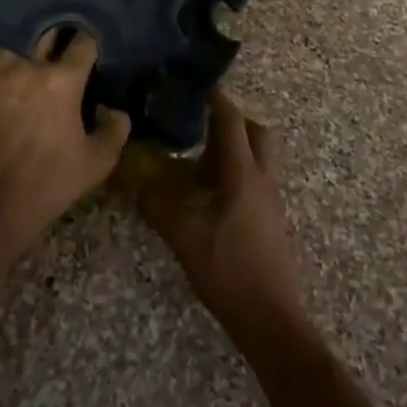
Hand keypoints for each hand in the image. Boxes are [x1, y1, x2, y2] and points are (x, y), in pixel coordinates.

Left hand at [0, 31, 131, 254]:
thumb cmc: (47, 184)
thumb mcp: (96, 164)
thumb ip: (115, 130)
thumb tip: (116, 110)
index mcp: (63, 81)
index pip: (84, 43)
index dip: (93, 40)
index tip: (96, 45)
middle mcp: (29, 67)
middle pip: (48, 32)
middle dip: (61, 33)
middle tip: (68, 41)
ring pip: (16, 40)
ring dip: (29, 42)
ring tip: (36, 49)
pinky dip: (3, 57)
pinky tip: (9, 66)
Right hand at [139, 94, 305, 342]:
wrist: (272, 319)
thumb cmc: (228, 270)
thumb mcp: (184, 236)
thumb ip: (158, 205)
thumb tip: (134, 179)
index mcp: (243, 172)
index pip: (231, 120)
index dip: (215, 99)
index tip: (193, 86)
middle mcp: (263, 177)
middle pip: (255, 131)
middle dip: (231, 120)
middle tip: (200, 122)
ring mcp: (272, 199)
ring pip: (259, 155)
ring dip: (236, 146)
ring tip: (201, 156)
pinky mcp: (272, 218)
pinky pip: (258, 178)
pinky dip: (238, 171)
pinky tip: (213, 192)